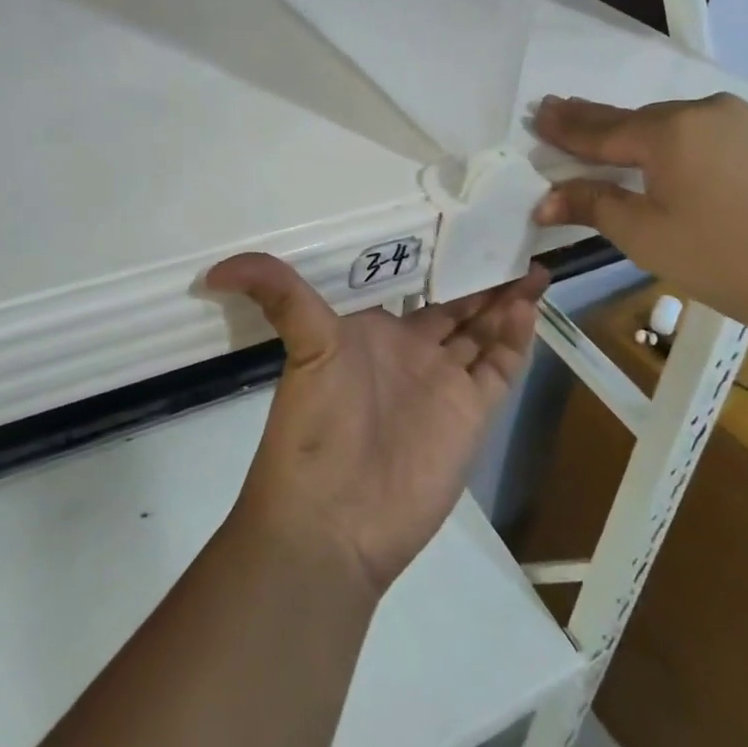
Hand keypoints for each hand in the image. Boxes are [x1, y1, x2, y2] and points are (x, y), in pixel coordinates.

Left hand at [204, 254, 547, 596]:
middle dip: (483, 278)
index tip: (467, 226)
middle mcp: (414, 353)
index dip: (442, 261)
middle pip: (458, 306)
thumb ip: (276, 294)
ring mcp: (444, 384)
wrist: (333, 520)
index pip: (418, 287)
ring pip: (485, 331)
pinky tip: (530, 304)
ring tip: (531, 263)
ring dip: (507, 300)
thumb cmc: (317, 425)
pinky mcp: (470, 415)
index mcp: (377, 332)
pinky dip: (518, 338)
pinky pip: (500, 367)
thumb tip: (216, 266)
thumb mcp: (303, 345)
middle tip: (512, 238)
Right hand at [531, 93, 747, 336]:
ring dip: (633, 130)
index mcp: (668, 131)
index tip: (536, 113)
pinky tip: (659, 146)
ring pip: (669, 123)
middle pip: (633, 119)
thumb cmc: (725, 260)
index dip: (564, 128)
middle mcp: (701, 111)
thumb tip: (543, 200)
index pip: (600, 130)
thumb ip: (592, 205)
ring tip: (600, 130)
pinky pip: (700, 131)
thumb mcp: (645, 235)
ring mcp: (739, 121)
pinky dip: (671, 138)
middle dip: (592, 120)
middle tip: (555, 109)